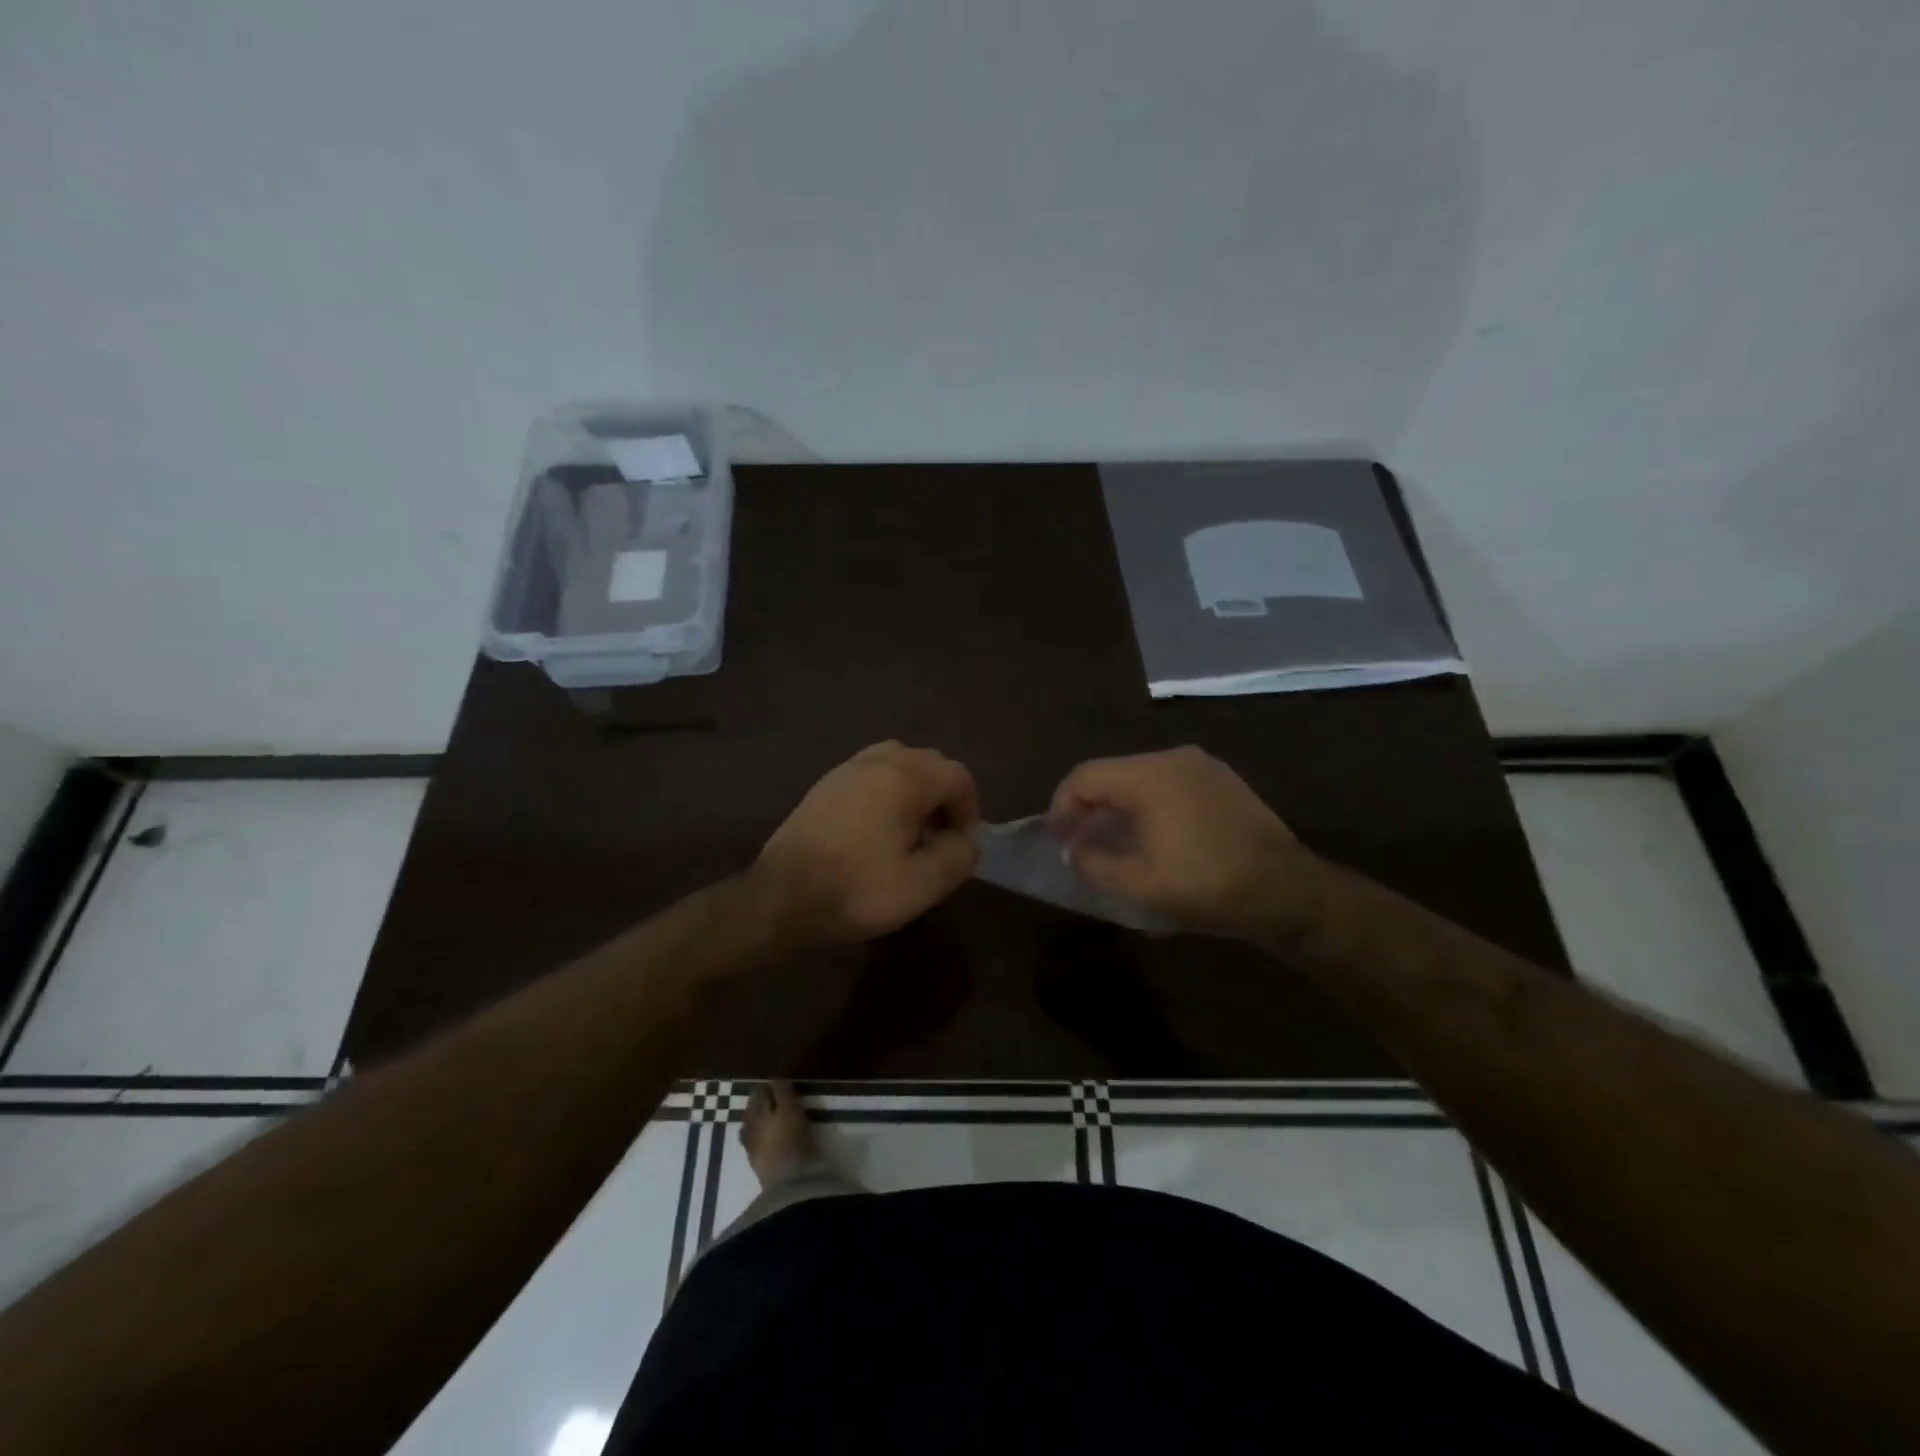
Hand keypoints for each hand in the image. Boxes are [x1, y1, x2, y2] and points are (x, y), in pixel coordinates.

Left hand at [755, 741, 980, 944]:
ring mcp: (846, 770)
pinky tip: (875, 828)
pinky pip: (870, 772)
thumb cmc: (857, 890)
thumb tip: (965, 839)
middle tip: (937, 839)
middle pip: (929, 762)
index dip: (969, 809)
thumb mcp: (922, 884)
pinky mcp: (825, 785)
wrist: (781, 897)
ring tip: (909, 829)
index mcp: (905, 778)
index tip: (959, 845)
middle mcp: (877, 762)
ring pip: (898, 762)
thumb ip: (959, 855)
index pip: (958, 776)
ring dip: (914, 789)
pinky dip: (886, 790)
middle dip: (944, 797)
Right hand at [1046, 746, 1303, 933]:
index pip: (1084, 777)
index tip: (1056, 838)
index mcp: (1148, 775)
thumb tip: (1073, 850)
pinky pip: (1171, 784)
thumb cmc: (1205, 884)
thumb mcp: (1138, 884)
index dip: (1061, 806)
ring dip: (1120, 806)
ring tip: (1115, 841)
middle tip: (1081, 841)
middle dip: (1089, 806)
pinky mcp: (1225, 781)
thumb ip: (1092, 863)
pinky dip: (1151, 804)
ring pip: (1142, 777)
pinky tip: (1156, 836)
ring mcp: (1203, 766)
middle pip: (1112, 773)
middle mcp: (1173, 758)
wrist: (1286, 890)